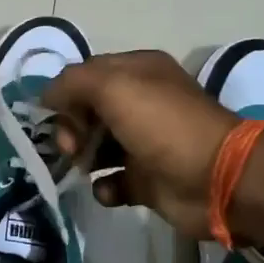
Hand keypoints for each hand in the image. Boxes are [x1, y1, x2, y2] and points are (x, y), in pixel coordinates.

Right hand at [43, 51, 239, 238]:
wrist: (216, 179)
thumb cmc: (162, 124)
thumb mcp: (112, 87)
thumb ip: (72, 83)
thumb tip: (46, 95)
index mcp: (137, 73)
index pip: (86, 75)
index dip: (65, 93)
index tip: (51, 115)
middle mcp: (141, 103)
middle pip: (87, 111)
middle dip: (70, 127)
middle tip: (70, 146)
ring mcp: (144, 143)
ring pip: (96, 147)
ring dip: (81, 158)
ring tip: (82, 168)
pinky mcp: (147, 180)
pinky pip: (112, 182)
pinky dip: (104, 187)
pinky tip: (108, 189)